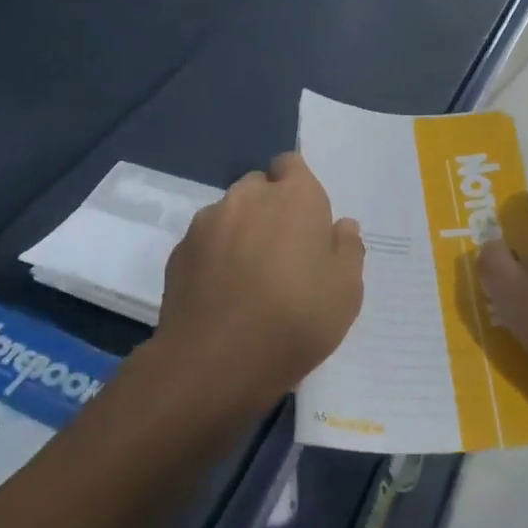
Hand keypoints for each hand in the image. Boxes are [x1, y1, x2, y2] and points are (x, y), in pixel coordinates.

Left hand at [155, 153, 365, 414]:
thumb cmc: (294, 321)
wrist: (215, 362)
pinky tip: (222, 293)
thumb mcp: (346, 292)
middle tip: (283, 253)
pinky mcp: (180, 250)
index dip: (298, 188)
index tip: (306, 221)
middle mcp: (248, 197)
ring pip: (230, 214)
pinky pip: (205, 241)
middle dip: (270, 209)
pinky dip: (215, 256)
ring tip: (249, 277)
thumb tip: (342, 226)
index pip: (291, 164)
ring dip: (241, 232)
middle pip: (260, 187)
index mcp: (294, 197)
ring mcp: (208, 222)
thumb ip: (348, 250)